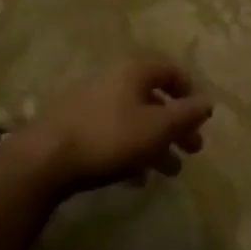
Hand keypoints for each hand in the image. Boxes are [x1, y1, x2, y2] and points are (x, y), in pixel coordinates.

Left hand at [6, 60, 212, 195]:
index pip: (171, 71)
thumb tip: (208, 102)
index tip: (201, 118)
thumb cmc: (109, 137)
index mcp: (134, 72)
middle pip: (153, 99)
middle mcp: (112, 80)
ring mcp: (89, 104)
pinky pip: (111, 135)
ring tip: (169, 171)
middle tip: (192, 150)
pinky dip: (129, 151)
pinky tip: (136, 178)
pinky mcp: (73, 128)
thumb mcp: (158, 127)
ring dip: (155, 143)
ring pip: (133, 120)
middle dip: (176, 126)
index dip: (190, 92)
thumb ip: (187, 114)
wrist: (42, 161)